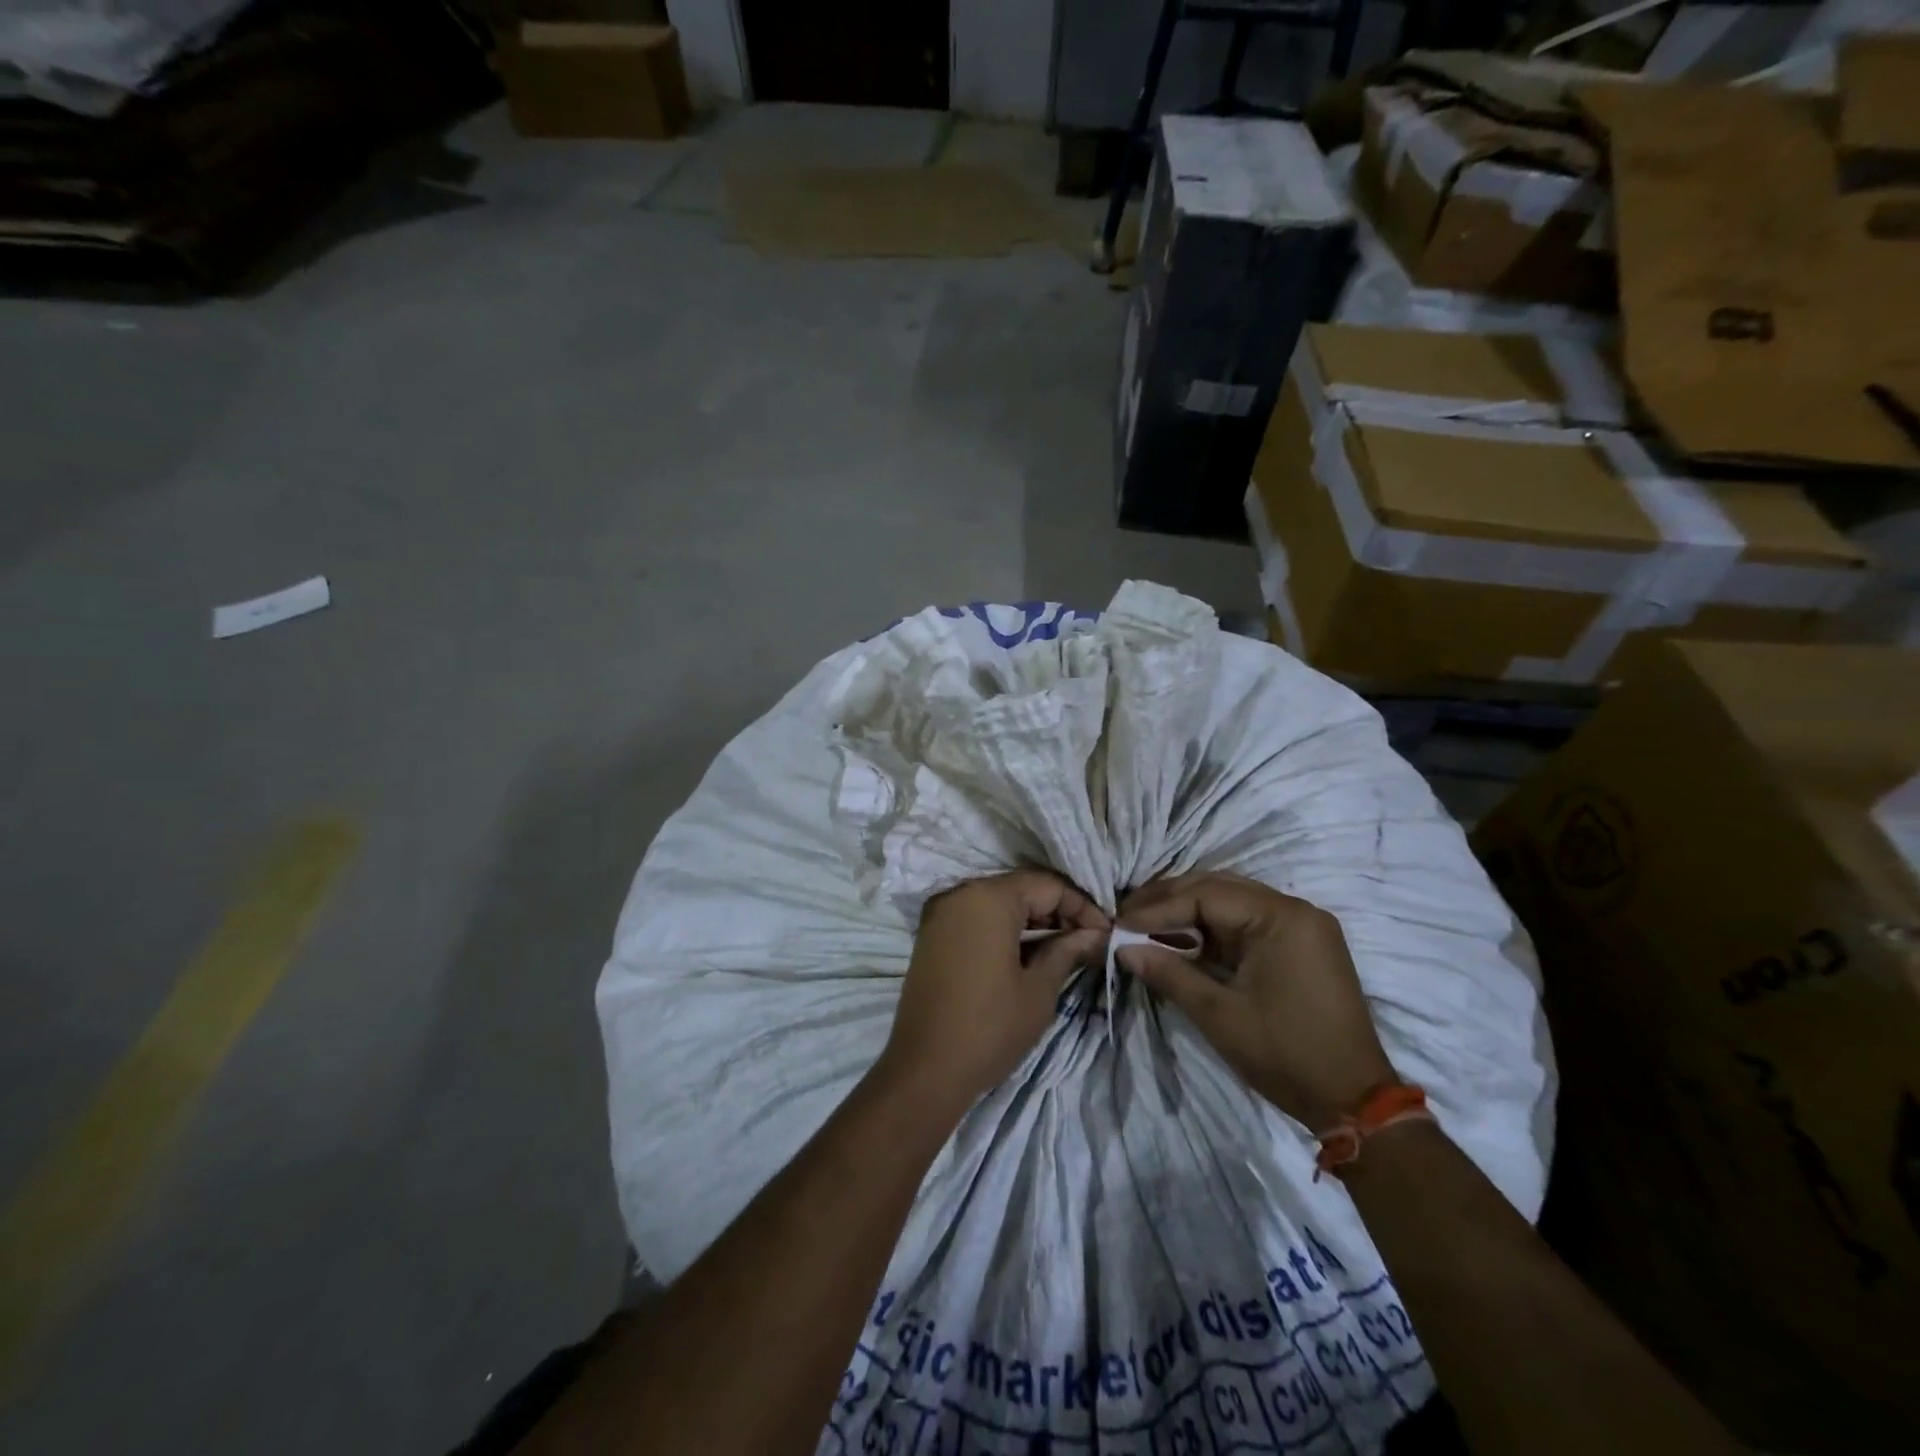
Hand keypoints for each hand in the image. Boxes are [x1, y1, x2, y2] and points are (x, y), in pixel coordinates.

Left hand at [877, 870, 1108, 1115]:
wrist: (925, 1069)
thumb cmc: (989, 1027)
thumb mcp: (1039, 990)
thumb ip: (1067, 951)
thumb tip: (1094, 935)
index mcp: (989, 898)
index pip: (1048, 886)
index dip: (1082, 907)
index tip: (1106, 933)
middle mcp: (962, 894)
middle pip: (1022, 889)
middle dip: (1058, 911)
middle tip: (1088, 941)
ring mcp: (942, 913)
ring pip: (999, 902)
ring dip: (1032, 920)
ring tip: (1064, 948)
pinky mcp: (933, 934)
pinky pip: (977, 917)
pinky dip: (1005, 928)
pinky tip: (1029, 952)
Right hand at [1116, 872, 1396, 1130]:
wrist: (1354, 1101)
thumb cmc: (1286, 1054)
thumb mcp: (1219, 1015)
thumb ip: (1170, 974)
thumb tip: (1123, 948)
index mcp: (1281, 917)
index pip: (1206, 895)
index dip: (1158, 908)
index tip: (1120, 924)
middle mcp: (1294, 909)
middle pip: (1218, 887)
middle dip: (1168, 900)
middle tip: (1126, 914)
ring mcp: (1301, 926)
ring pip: (1231, 901)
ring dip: (1187, 910)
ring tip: (1144, 923)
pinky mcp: (1300, 945)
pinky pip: (1246, 921)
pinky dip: (1211, 928)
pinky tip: (1180, 937)